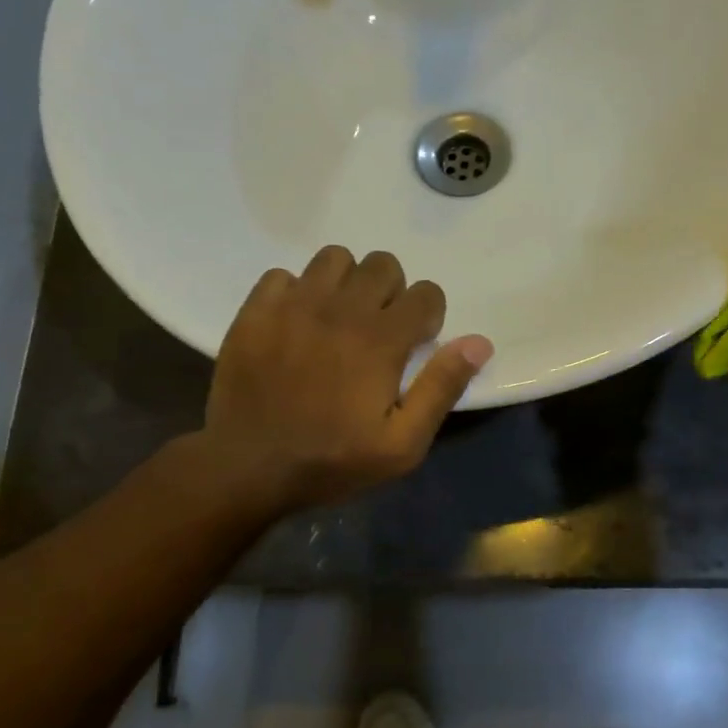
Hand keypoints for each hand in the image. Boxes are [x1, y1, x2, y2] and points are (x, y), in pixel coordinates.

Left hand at [199, 246, 493, 513]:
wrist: (248, 468)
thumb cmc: (332, 461)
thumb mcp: (402, 445)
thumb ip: (442, 388)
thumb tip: (479, 342)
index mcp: (380, 340)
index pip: (426, 293)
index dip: (428, 316)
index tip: (414, 345)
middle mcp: (340, 309)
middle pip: (383, 264)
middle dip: (392, 292)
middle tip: (379, 332)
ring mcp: (293, 305)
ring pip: (335, 259)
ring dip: (347, 283)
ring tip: (339, 320)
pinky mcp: (255, 311)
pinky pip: (284, 275)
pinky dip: (297, 293)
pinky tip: (296, 325)